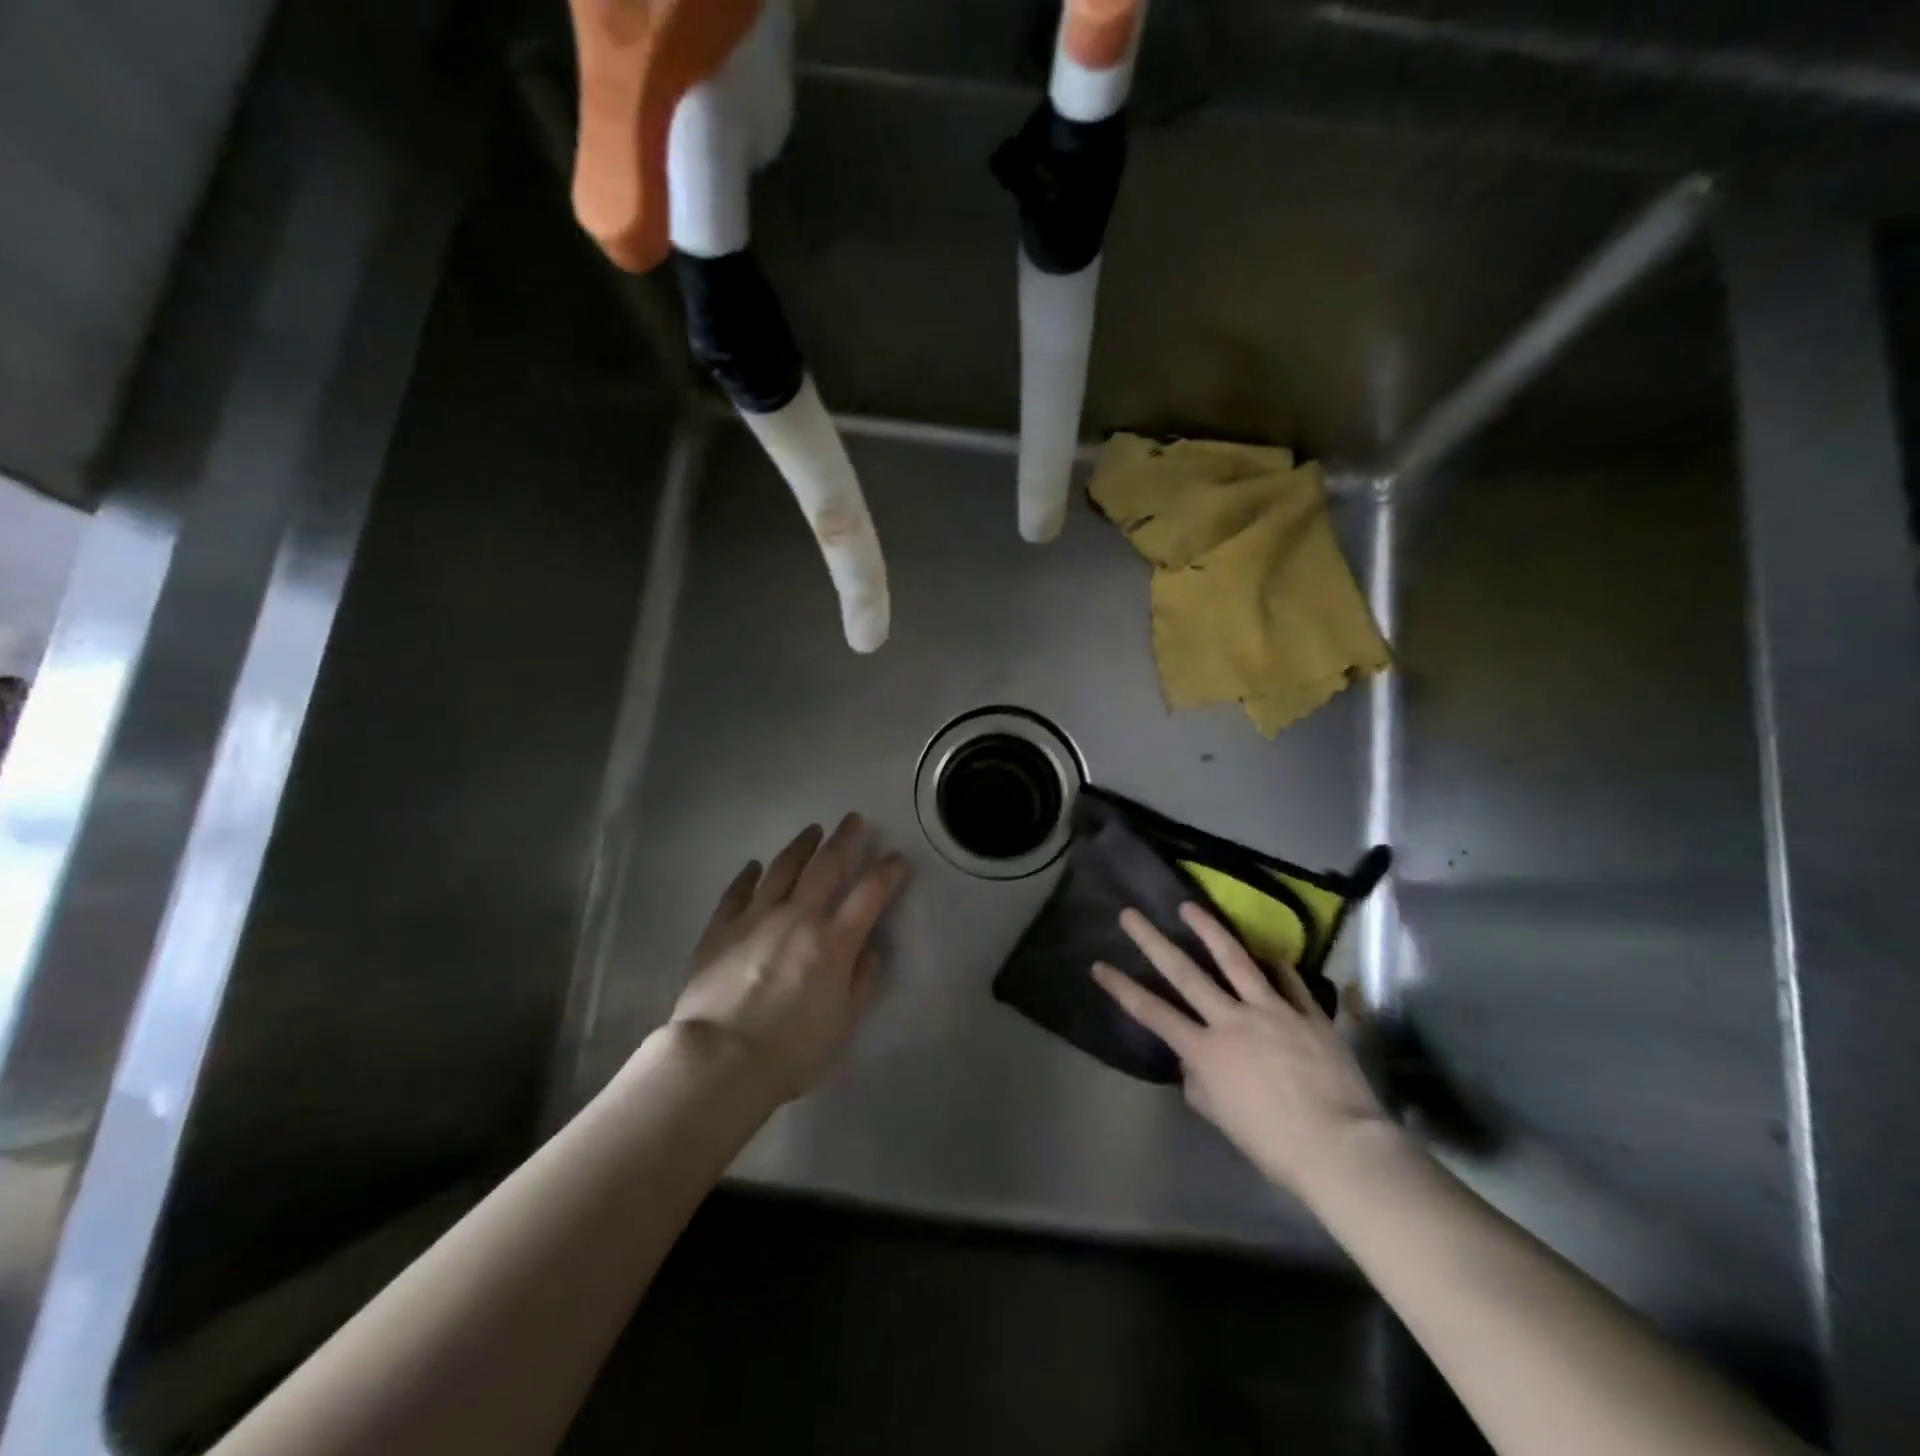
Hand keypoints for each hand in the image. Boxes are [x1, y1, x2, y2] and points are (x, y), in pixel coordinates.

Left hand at [671, 814, 909, 1104]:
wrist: (720, 1060)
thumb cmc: (790, 1051)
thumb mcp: (841, 1024)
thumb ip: (861, 983)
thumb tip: (870, 952)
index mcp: (833, 942)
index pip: (869, 894)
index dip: (887, 872)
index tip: (897, 858)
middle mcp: (798, 917)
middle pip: (826, 866)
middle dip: (844, 839)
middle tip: (853, 819)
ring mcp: (756, 918)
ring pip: (782, 869)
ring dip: (800, 846)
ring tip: (811, 831)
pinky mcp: (721, 928)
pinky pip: (737, 892)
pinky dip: (748, 875)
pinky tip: (754, 866)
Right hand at [1092, 902, 1393, 1201]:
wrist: (1341, 1147)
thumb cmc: (1275, 1144)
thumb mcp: (1223, 1119)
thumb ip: (1200, 1084)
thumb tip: (1193, 1063)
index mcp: (1206, 1050)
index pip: (1152, 1013)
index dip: (1122, 988)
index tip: (1099, 966)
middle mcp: (1232, 1020)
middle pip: (1185, 973)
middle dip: (1152, 941)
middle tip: (1130, 915)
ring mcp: (1271, 1010)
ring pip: (1234, 960)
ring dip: (1209, 929)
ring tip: (1189, 906)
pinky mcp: (1308, 1013)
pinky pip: (1290, 982)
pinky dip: (1279, 966)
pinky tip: (1271, 953)